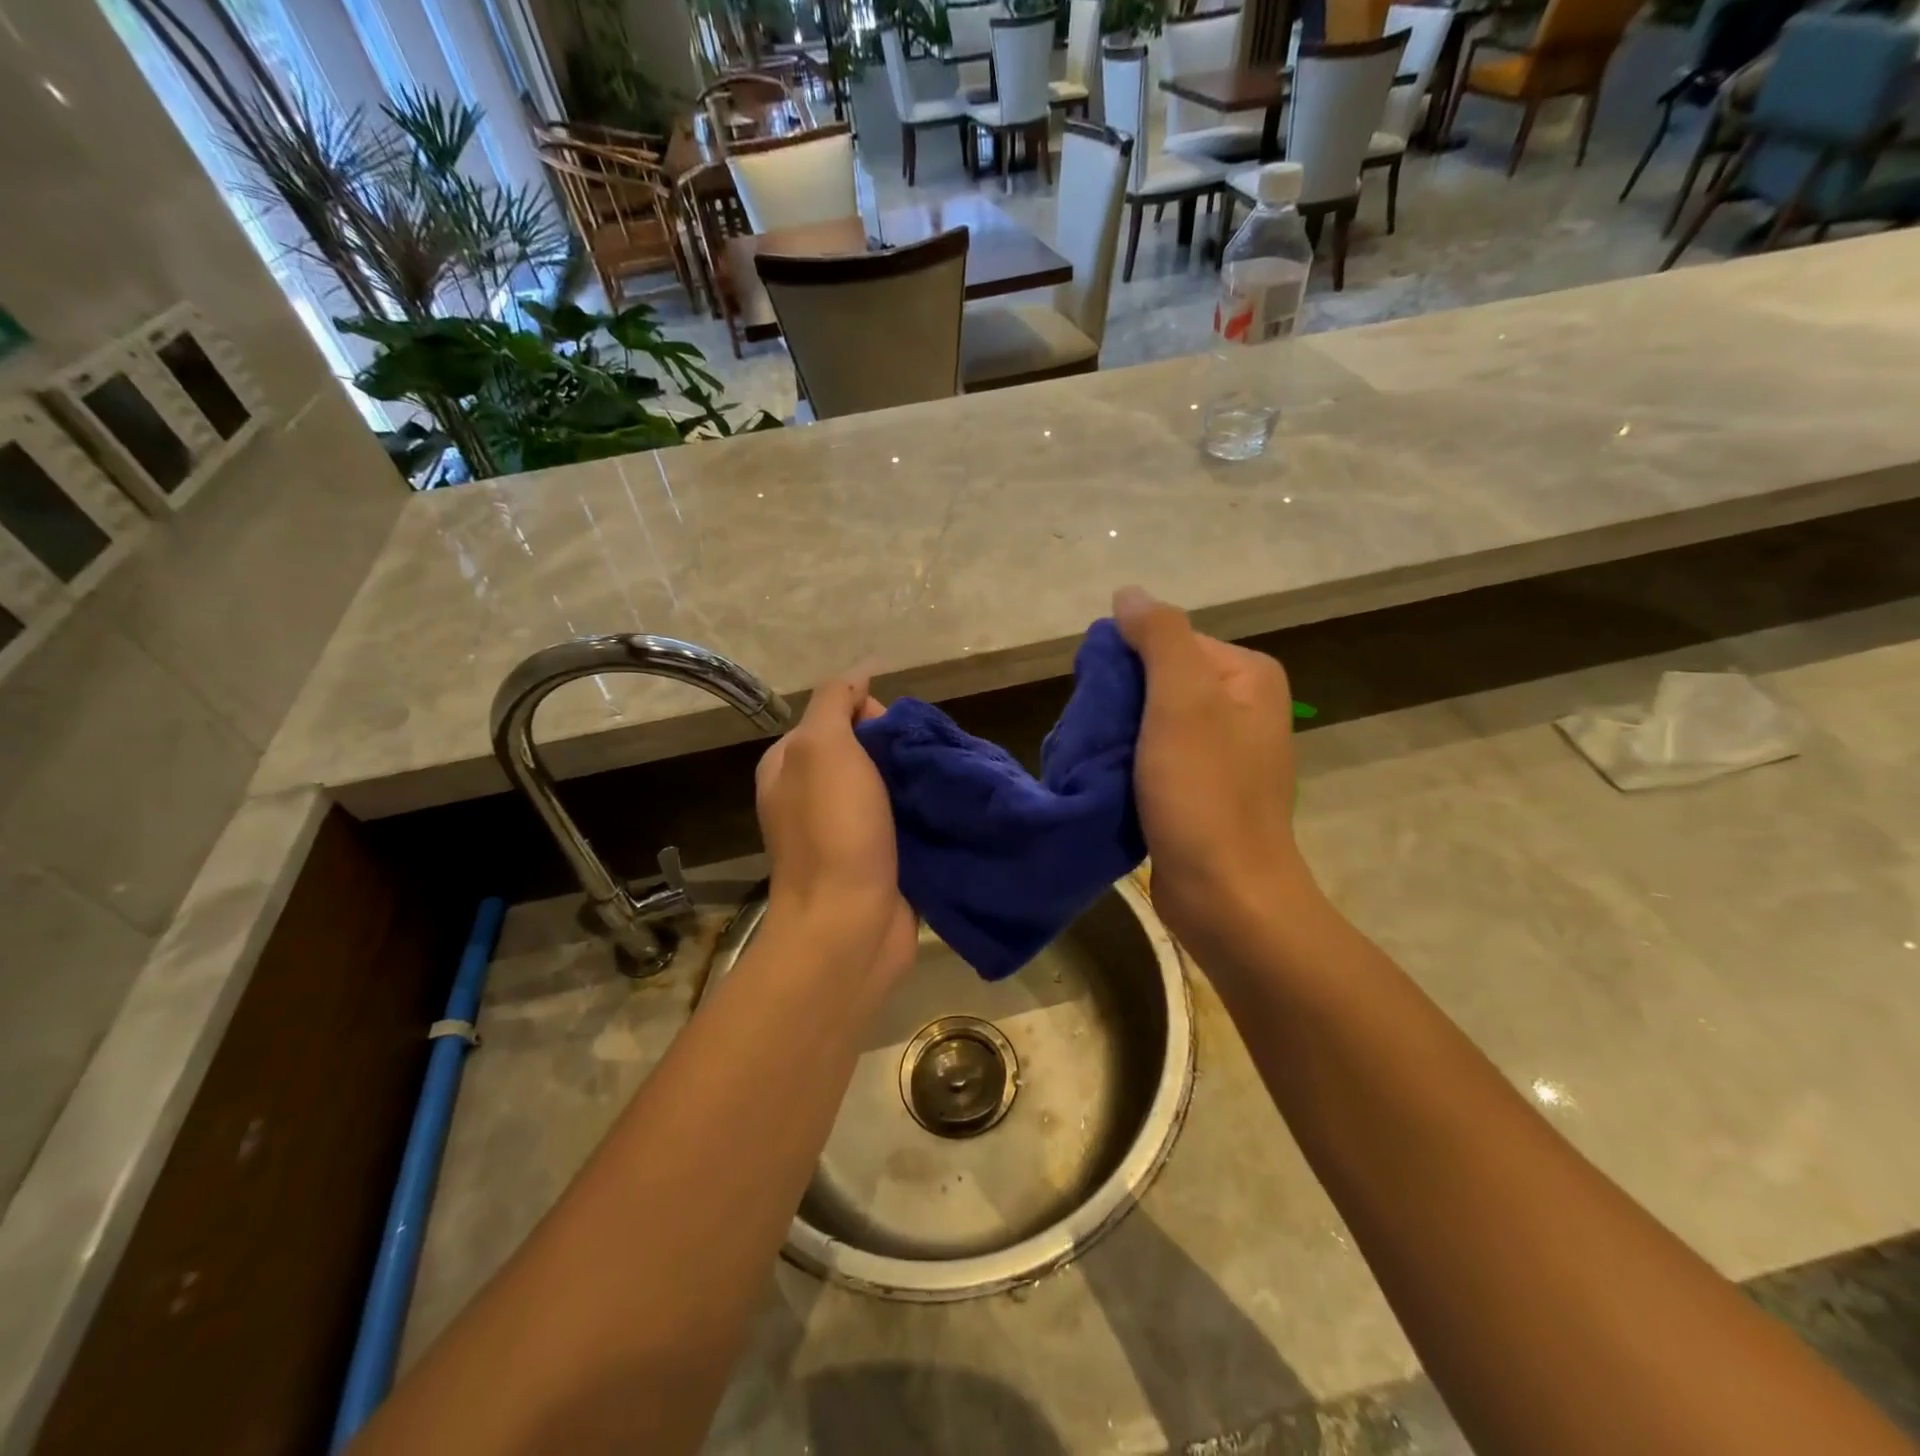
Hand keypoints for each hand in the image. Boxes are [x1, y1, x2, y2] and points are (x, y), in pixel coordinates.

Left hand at [755, 672, 916, 986]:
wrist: (850, 926)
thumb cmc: (834, 830)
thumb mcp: (823, 747)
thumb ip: (835, 702)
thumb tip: (858, 675)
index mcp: (791, 764)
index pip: (836, 714)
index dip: (870, 712)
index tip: (894, 735)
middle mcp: (812, 794)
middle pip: (867, 749)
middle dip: (900, 749)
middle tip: (925, 764)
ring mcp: (845, 830)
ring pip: (890, 786)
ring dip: (918, 782)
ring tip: (945, 784)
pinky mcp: (877, 859)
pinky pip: (905, 821)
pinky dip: (926, 813)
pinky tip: (948, 812)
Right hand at [1113, 586, 1311, 968]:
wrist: (1226, 896)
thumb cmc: (1205, 793)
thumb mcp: (1182, 701)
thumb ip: (1159, 637)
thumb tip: (1128, 593)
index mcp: (1248, 676)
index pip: (1169, 640)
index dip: (1126, 663)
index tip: (1099, 700)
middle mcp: (1242, 707)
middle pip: (1160, 679)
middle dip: (1120, 702)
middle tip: (1092, 732)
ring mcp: (1224, 752)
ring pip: (1153, 721)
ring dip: (1118, 734)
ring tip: (1093, 756)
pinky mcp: (1202, 791)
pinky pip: (1156, 757)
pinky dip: (1128, 763)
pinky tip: (1108, 780)